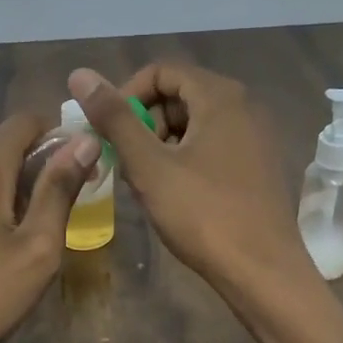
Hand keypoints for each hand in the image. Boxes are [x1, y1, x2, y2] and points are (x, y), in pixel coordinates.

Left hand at [0, 115, 98, 342]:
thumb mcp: (35, 249)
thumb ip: (60, 189)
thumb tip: (85, 139)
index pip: (29, 120)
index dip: (60, 140)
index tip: (78, 176)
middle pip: (3, 142)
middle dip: (32, 168)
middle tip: (49, 219)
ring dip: (5, 185)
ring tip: (16, 235)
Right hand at [69, 63, 310, 294]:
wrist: (262, 271)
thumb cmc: (203, 214)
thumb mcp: (149, 165)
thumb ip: (114, 118)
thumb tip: (80, 75)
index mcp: (220, 97)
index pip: (161, 71)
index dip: (126, 95)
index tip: (109, 132)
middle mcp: (244, 106)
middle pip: (178, 96)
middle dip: (143, 124)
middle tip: (126, 163)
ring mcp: (255, 137)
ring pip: (193, 124)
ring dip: (161, 146)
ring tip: (146, 184)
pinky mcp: (257, 165)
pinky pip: (212, 146)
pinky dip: (184, 160)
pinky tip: (173, 195)